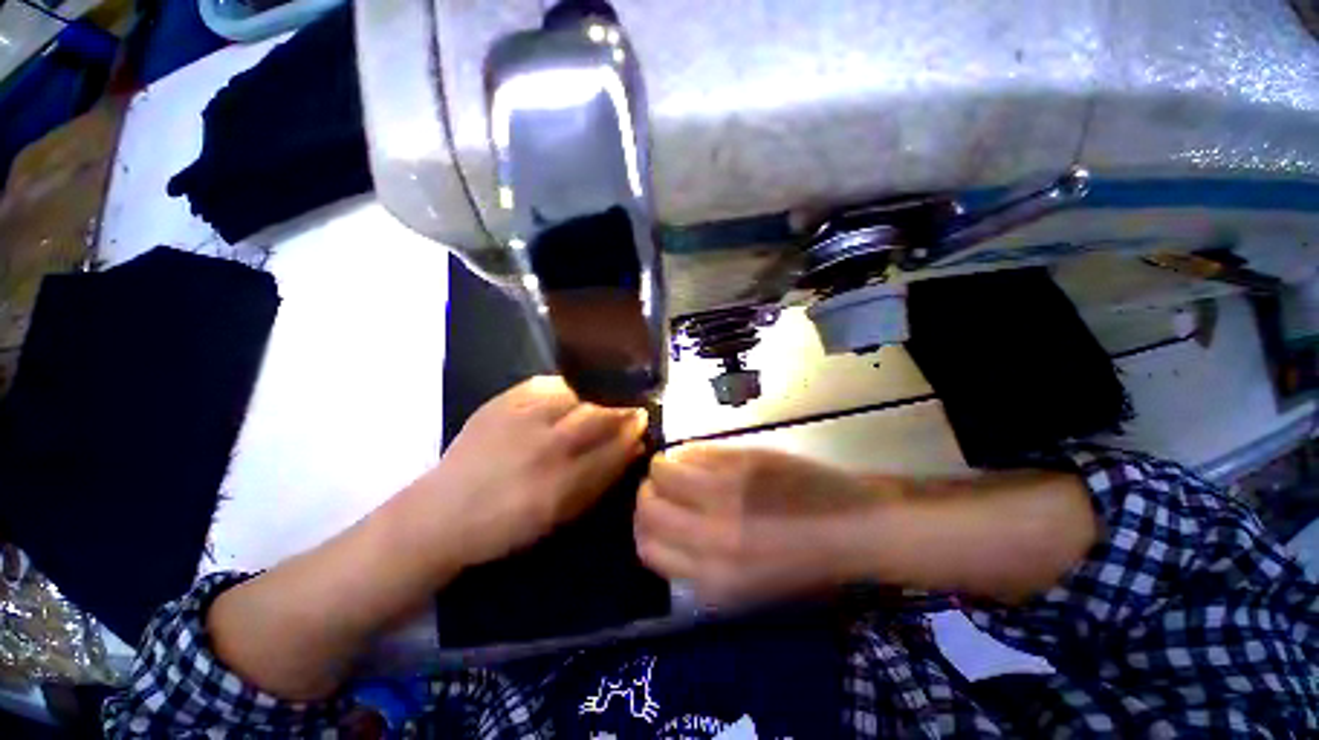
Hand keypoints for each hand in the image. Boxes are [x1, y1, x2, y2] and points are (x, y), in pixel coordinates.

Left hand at [396, 376, 648, 571]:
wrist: (441, 513)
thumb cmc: (506, 524)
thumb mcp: (560, 516)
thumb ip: (599, 482)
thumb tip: (632, 450)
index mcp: (561, 484)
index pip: (613, 449)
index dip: (633, 433)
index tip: (644, 423)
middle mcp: (545, 448)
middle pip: (599, 416)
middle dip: (623, 409)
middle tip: (633, 406)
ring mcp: (522, 420)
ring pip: (577, 396)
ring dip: (601, 394)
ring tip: (608, 395)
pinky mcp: (502, 403)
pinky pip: (545, 384)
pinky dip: (567, 385)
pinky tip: (573, 390)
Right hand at [634, 444, 890, 605]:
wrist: (855, 529)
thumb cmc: (806, 565)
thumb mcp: (747, 588)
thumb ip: (699, 565)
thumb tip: (666, 530)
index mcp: (714, 580)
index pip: (647, 548)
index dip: (644, 528)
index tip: (655, 515)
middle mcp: (711, 537)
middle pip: (647, 507)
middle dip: (648, 494)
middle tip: (663, 488)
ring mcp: (725, 493)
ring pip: (661, 471)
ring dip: (663, 466)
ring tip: (680, 467)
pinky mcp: (740, 460)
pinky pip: (692, 450)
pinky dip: (687, 451)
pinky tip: (701, 456)